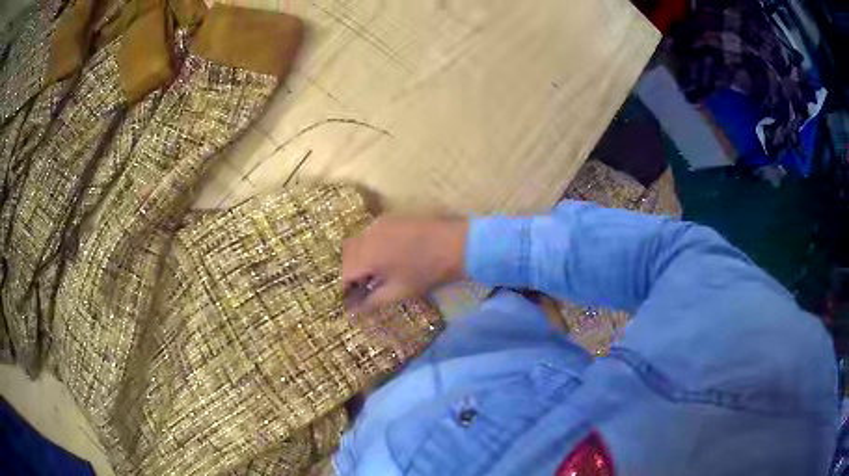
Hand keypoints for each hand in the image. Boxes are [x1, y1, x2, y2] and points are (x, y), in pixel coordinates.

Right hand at [342, 215, 468, 313]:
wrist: (457, 243)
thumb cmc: (427, 271)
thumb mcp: (399, 291)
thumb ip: (372, 301)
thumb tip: (354, 311)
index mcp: (367, 254)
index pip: (344, 273)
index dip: (345, 288)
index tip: (351, 300)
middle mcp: (368, 235)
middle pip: (347, 254)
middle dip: (350, 271)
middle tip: (361, 288)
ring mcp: (379, 223)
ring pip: (358, 242)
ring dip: (359, 258)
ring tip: (373, 274)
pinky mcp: (391, 218)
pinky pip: (371, 233)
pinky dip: (370, 246)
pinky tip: (384, 258)